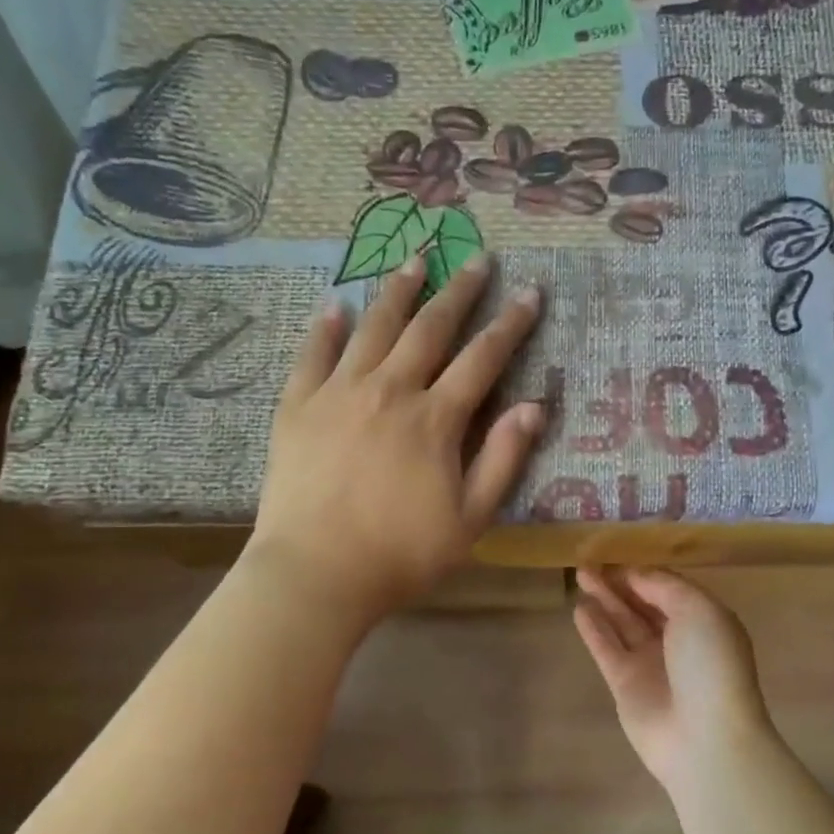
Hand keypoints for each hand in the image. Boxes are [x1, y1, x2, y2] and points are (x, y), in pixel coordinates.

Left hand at [248, 251, 543, 626]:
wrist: (316, 574)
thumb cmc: (402, 554)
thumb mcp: (471, 518)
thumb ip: (503, 459)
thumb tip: (535, 407)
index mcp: (435, 419)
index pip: (483, 358)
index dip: (510, 324)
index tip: (529, 293)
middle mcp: (390, 390)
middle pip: (430, 329)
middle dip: (459, 291)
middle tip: (477, 259)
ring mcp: (339, 393)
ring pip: (374, 328)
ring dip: (399, 291)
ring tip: (416, 259)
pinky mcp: (298, 406)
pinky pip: (313, 355)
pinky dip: (327, 327)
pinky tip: (335, 305)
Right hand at [573, 568, 776, 790]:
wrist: (705, 737)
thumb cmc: (710, 664)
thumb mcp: (698, 610)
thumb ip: (664, 586)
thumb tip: (635, 575)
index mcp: (703, 620)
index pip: (668, 587)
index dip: (643, 570)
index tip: (617, 551)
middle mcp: (677, 639)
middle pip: (642, 603)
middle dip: (619, 582)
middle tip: (590, 560)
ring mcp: (650, 663)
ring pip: (622, 623)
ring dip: (603, 599)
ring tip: (580, 574)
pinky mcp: (625, 685)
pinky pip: (606, 649)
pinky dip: (593, 629)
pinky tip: (579, 608)